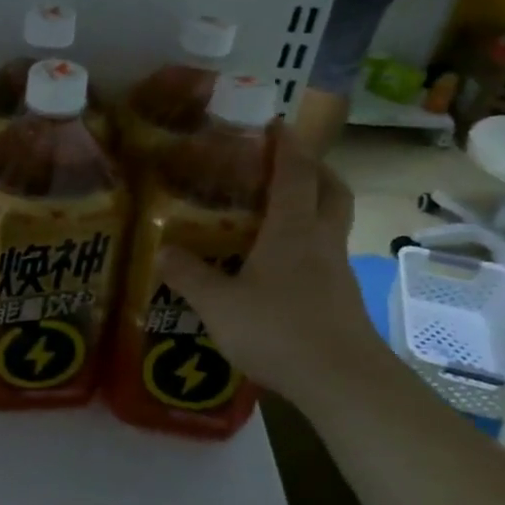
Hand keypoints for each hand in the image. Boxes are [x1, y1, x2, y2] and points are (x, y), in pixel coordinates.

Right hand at [158, 128, 391, 409]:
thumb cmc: (278, 330)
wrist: (342, 381)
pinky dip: (309, 246)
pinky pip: (327, 256)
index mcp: (292, 229)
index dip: (286, 145)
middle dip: (315, 170)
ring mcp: (337, 271)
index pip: (295, 172)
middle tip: (288, 166)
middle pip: (331, 190)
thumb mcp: (218, 304)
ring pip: (333, 224)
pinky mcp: (342, 299)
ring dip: (315, 207)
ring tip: (279, 214)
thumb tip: (162, 250)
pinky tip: (282, 268)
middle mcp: (321, 240)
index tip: (276, 123)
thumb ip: (189, 276)